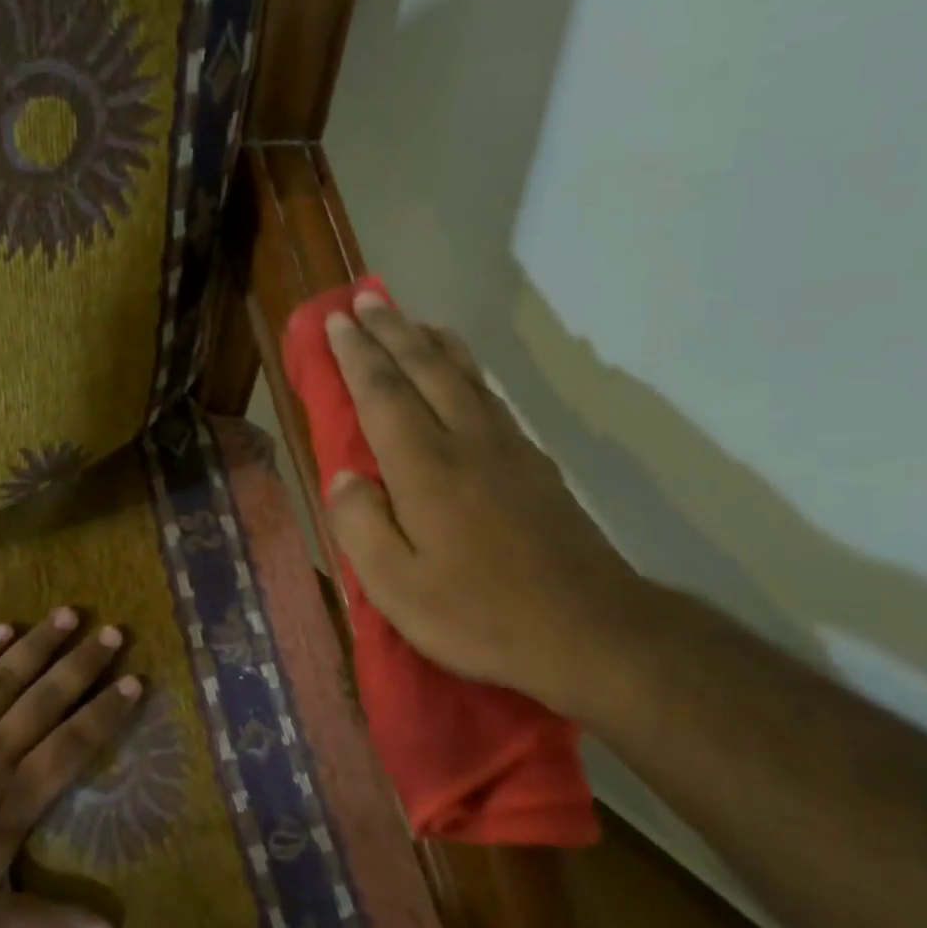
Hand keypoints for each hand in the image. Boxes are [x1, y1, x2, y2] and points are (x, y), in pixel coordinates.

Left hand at [0, 608, 139, 927]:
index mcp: (18, 797)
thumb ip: (53, 926)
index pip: (74, 743)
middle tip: (113, 632)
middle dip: (83, 664)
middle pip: (47, 699)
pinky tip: (4, 629)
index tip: (135, 680)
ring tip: (69, 614)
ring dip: (40, 644)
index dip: (106, 711)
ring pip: (5, 678)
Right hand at [321, 293, 657, 720]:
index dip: (357, 354)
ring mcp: (508, 450)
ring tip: (412, 320)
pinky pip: (491, 398)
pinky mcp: (536, 467)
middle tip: (366, 297)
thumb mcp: (398, 588)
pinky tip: (464, 377)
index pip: (383, 393)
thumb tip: (345, 476)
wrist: (589, 630)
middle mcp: (467, 442)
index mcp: (426, 468)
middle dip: (392, 330)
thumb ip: (360, 526)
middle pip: (425, 369)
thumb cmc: (480, 615)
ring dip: (431, 342)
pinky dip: (467, 372)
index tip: (337, 319)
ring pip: (465, 376)